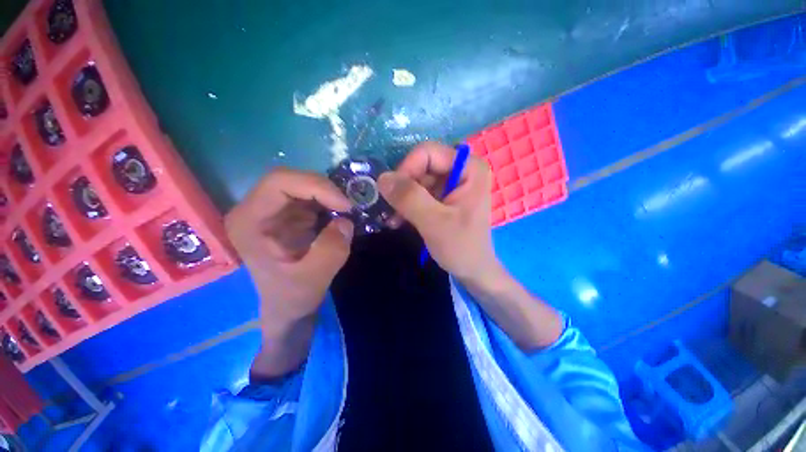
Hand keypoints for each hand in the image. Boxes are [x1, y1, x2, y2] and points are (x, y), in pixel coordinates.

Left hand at [225, 168, 353, 325]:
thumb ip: (330, 251)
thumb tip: (345, 221)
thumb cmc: (293, 296)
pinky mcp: (287, 214)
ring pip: (302, 184)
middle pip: (291, 179)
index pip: (279, 182)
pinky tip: (338, 214)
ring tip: (345, 211)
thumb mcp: (313, 279)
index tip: (344, 205)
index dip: (315, 186)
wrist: (289, 306)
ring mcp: (271, 210)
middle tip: (348, 207)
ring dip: (328, 194)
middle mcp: (255, 209)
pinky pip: (310, 196)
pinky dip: (328, 201)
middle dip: (324, 189)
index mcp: (249, 222)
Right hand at [379, 142, 561, 349]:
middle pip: (421, 165)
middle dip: (404, 188)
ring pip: (416, 180)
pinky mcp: (444, 196)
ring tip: (394, 220)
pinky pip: (418, 192)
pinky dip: (407, 205)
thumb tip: (382, 177)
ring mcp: (452, 183)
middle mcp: (461, 169)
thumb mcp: (435, 222)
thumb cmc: (461, 247)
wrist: (472, 270)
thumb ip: (409, 198)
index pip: (428, 152)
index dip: (406, 169)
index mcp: (469, 168)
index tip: (393, 195)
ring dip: (402, 199)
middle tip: (393, 211)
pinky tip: (399, 220)